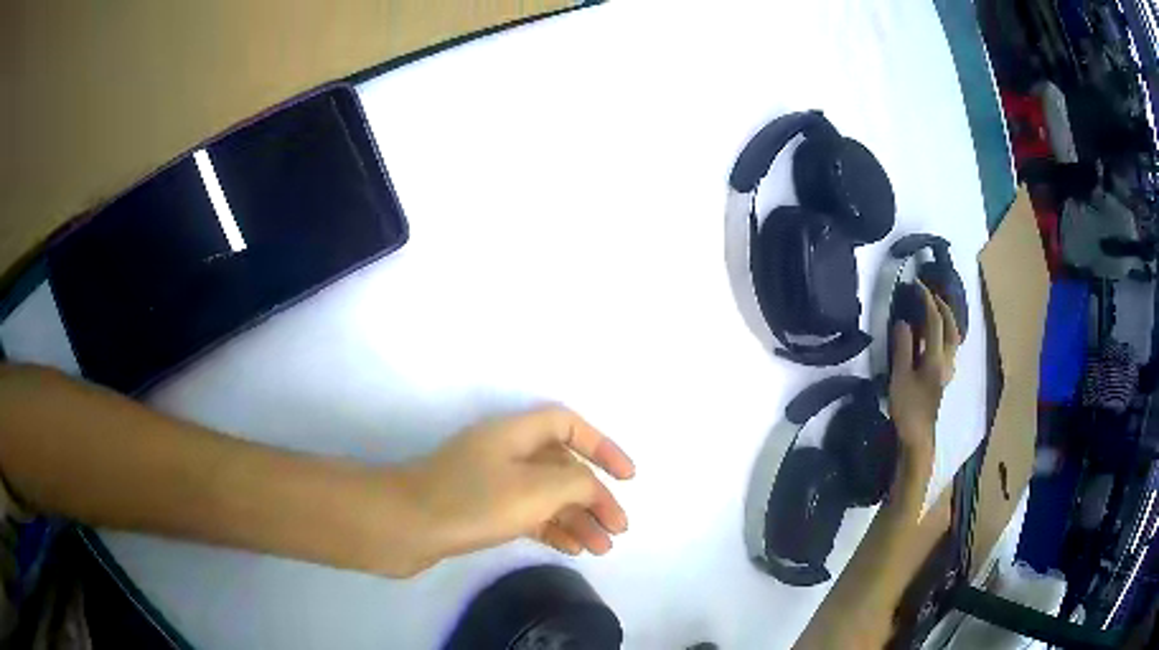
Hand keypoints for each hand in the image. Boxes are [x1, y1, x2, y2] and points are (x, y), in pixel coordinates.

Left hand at [401, 406, 634, 566]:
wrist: (400, 527)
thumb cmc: (470, 502)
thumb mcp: (535, 489)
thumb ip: (575, 483)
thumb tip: (592, 488)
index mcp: (514, 433)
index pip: (568, 424)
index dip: (602, 445)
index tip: (628, 476)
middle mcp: (503, 452)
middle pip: (561, 466)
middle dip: (594, 495)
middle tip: (618, 528)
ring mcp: (489, 483)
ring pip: (545, 495)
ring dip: (576, 518)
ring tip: (602, 548)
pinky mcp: (478, 510)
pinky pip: (527, 514)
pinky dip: (551, 529)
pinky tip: (571, 549)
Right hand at [888, 282, 960, 450]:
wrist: (918, 437)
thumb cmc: (908, 408)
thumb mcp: (900, 377)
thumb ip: (903, 347)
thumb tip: (904, 322)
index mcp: (936, 358)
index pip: (935, 321)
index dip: (926, 300)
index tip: (916, 285)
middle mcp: (947, 360)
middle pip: (951, 326)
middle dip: (942, 306)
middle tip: (930, 293)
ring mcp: (947, 369)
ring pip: (953, 336)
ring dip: (946, 319)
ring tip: (934, 309)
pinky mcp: (943, 376)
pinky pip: (949, 346)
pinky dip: (945, 332)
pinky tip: (935, 334)